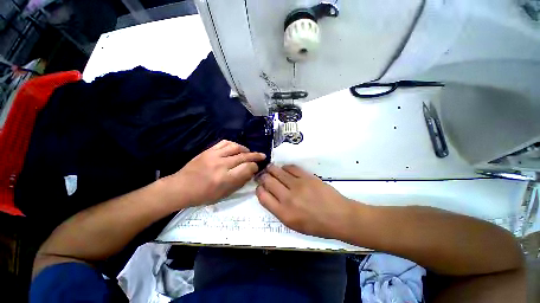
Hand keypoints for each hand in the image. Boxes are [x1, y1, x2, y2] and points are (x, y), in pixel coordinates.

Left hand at [164, 140, 265, 206]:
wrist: (181, 187)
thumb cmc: (203, 195)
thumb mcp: (224, 194)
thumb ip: (239, 182)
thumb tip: (251, 172)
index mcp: (225, 179)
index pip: (247, 168)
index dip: (255, 167)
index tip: (257, 168)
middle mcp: (221, 165)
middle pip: (244, 156)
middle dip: (255, 156)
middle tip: (262, 156)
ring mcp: (214, 156)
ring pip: (235, 147)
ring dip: (245, 149)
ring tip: (249, 152)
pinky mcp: (208, 151)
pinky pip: (224, 143)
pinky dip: (233, 144)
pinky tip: (236, 148)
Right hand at [256, 164, 354, 238]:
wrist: (339, 217)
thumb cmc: (316, 225)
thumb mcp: (293, 225)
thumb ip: (279, 210)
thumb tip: (270, 195)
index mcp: (283, 213)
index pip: (263, 197)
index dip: (259, 189)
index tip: (260, 187)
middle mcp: (288, 198)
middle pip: (268, 181)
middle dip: (263, 177)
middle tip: (263, 175)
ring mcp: (298, 185)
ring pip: (278, 172)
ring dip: (271, 169)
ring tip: (270, 168)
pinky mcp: (307, 177)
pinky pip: (291, 168)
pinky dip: (285, 167)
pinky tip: (284, 169)